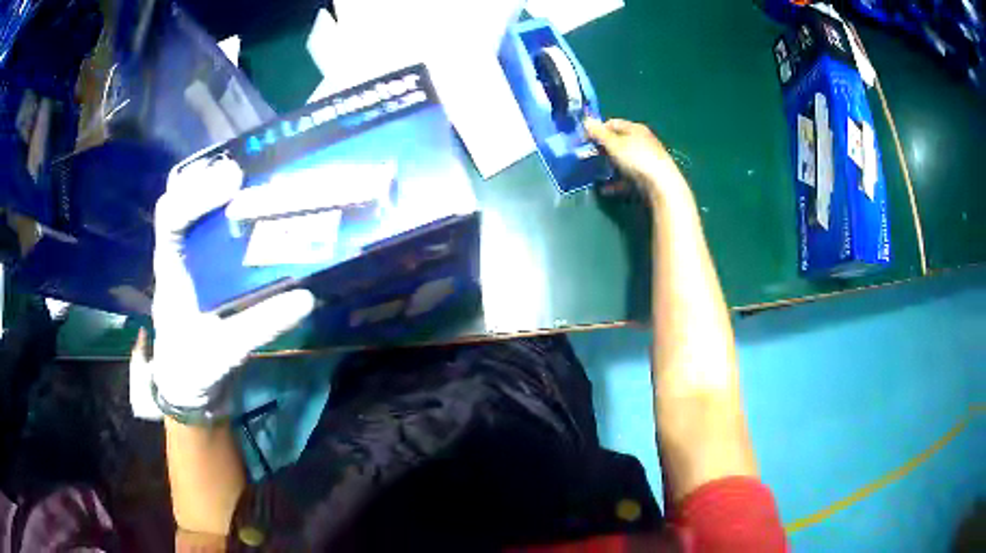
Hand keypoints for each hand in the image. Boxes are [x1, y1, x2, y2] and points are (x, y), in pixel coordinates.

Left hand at [129, 157, 314, 419]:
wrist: (187, 384)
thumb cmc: (194, 368)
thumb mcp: (225, 353)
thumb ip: (259, 326)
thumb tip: (305, 298)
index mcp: (171, 272)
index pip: (171, 219)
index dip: (197, 194)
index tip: (235, 182)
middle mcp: (177, 255)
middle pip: (178, 198)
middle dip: (206, 177)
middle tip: (244, 170)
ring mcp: (189, 258)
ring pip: (191, 205)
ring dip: (216, 186)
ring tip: (252, 176)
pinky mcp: (204, 266)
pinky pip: (210, 225)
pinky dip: (229, 208)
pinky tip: (256, 206)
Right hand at [584, 118, 690, 203]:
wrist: (661, 185)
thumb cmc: (637, 158)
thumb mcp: (614, 144)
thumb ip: (599, 133)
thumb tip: (586, 120)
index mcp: (635, 129)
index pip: (613, 123)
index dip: (598, 129)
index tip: (586, 140)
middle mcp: (642, 141)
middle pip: (618, 141)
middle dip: (603, 148)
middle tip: (590, 155)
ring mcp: (645, 160)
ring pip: (622, 160)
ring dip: (608, 166)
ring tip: (596, 173)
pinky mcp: (647, 176)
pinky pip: (627, 177)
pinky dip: (616, 182)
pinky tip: (606, 189)